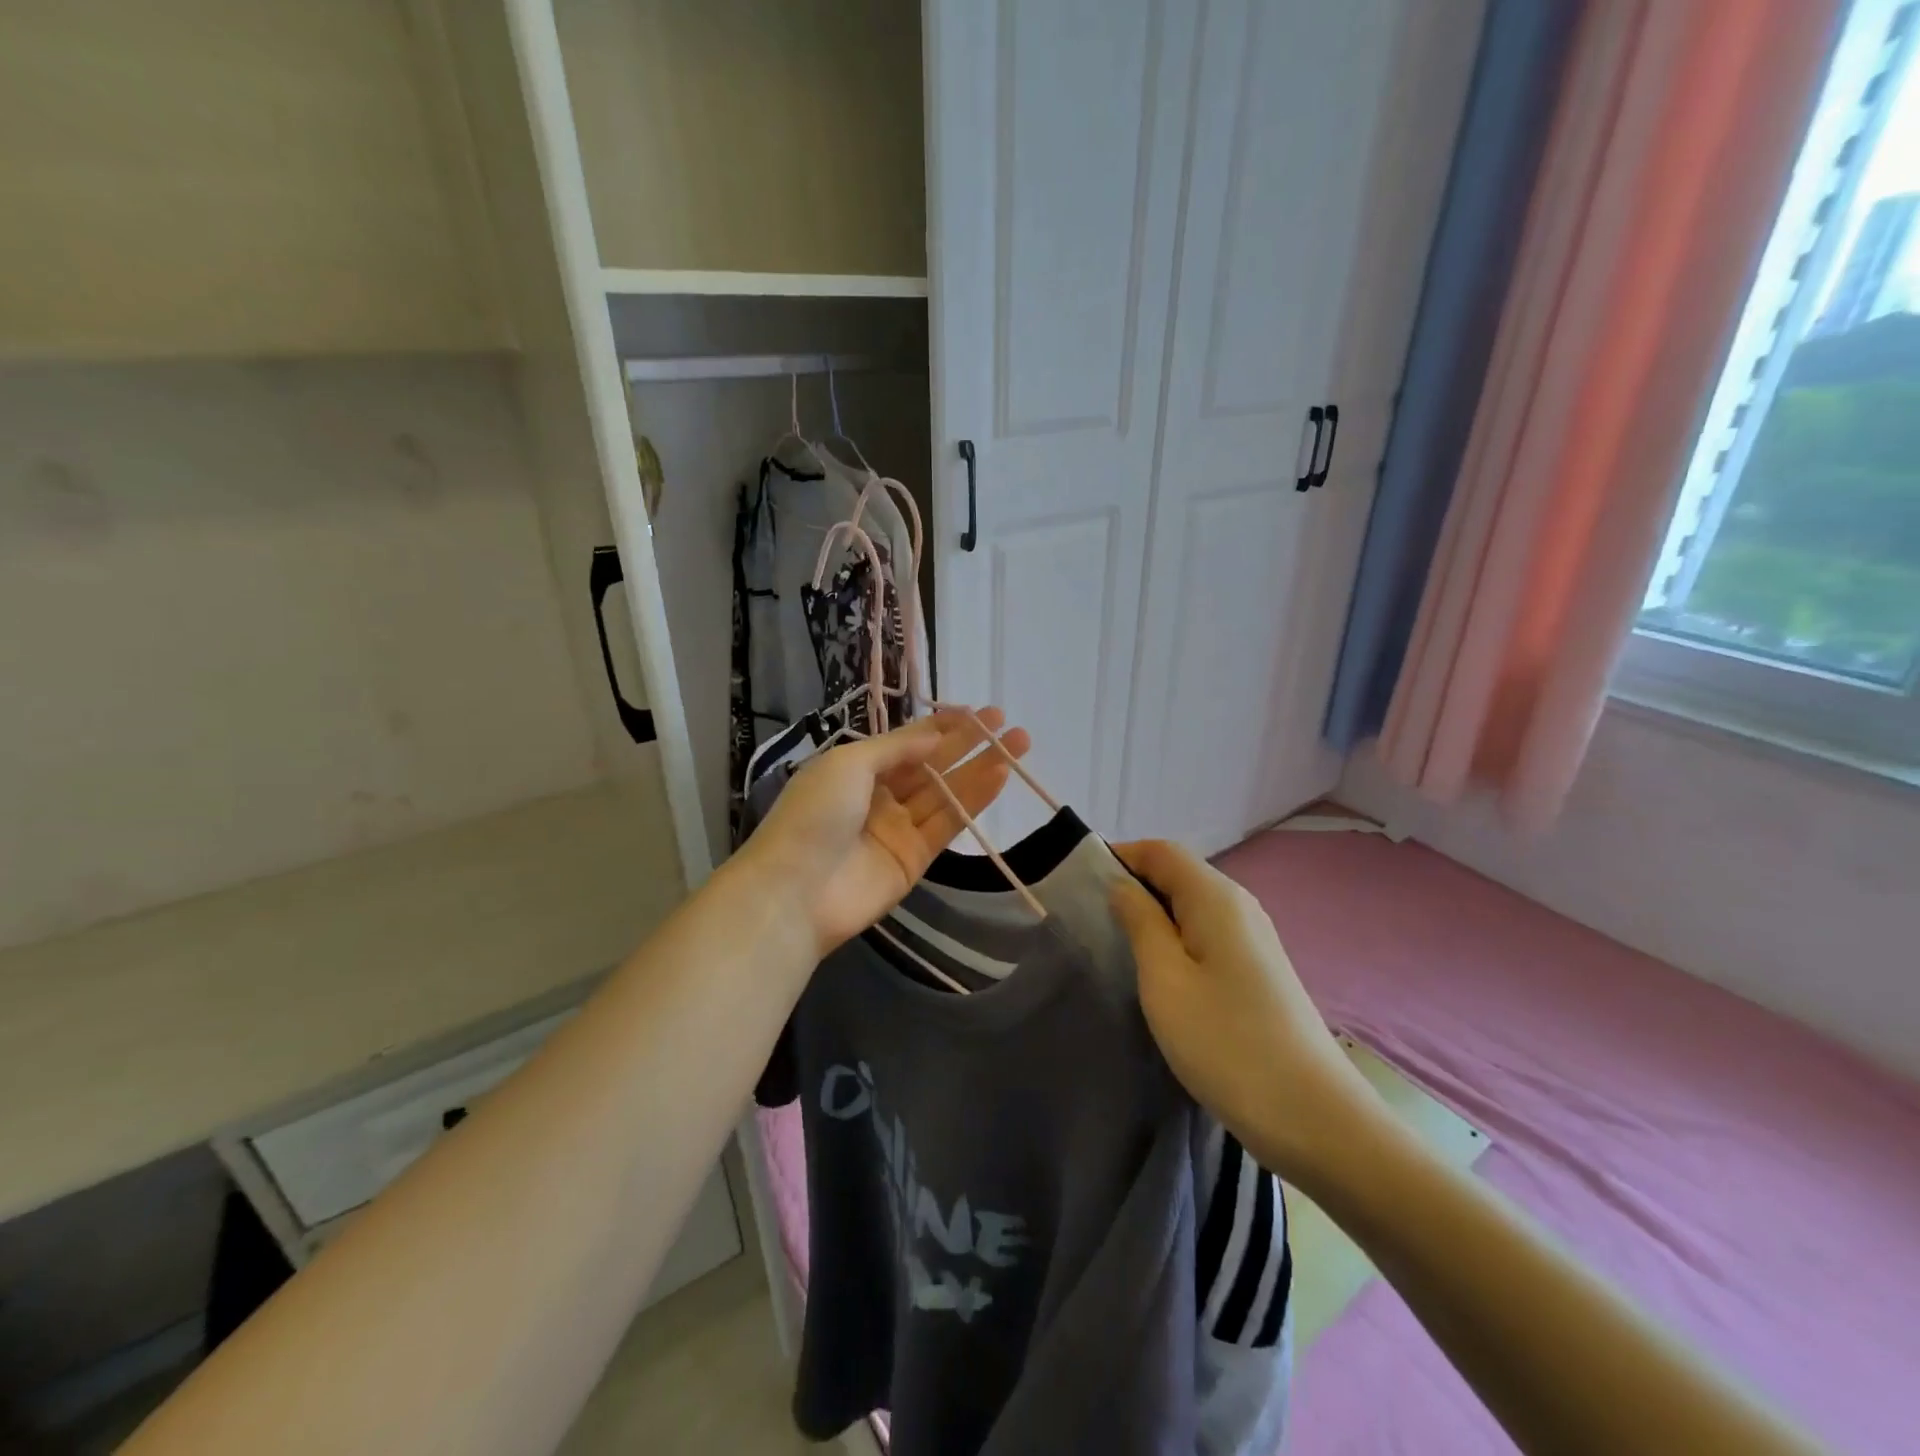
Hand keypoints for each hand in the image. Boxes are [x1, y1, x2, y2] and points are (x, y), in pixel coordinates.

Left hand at [743, 709, 1030, 957]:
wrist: (795, 892)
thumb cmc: (814, 815)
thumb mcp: (848, 764)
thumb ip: (896, 748)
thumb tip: (936, 735)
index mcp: (855, 769)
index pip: (906, 742)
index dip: (941, 726)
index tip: (976, 712)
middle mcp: (879, 795)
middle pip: (932, 765)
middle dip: (968, 743)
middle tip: (1006, 721)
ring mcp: (898, 828)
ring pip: (946, 792)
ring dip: (980, 768)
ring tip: (1018, 743)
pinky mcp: (915, 859)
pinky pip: (949, 824)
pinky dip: (974, 800)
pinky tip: (1000, 776)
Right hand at [1110, 839, 1380, 1185]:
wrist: (1313, 1118)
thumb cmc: (1226, 1042)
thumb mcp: (1165, 979)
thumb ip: (1140, 922)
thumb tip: (1122, 886)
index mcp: (1216, 897)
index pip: (1161, 851)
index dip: (1120, 856)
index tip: (1080, 885)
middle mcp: (1240, 906)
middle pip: (1178, 874)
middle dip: (1133, 886)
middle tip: (1092, 920)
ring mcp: (1254, 939)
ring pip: (1192, 906)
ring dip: (1153, 915)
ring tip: (1118, 947)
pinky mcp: (1258, 969)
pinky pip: (1207, 934)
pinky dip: (1176, 939)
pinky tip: (1159, 973)